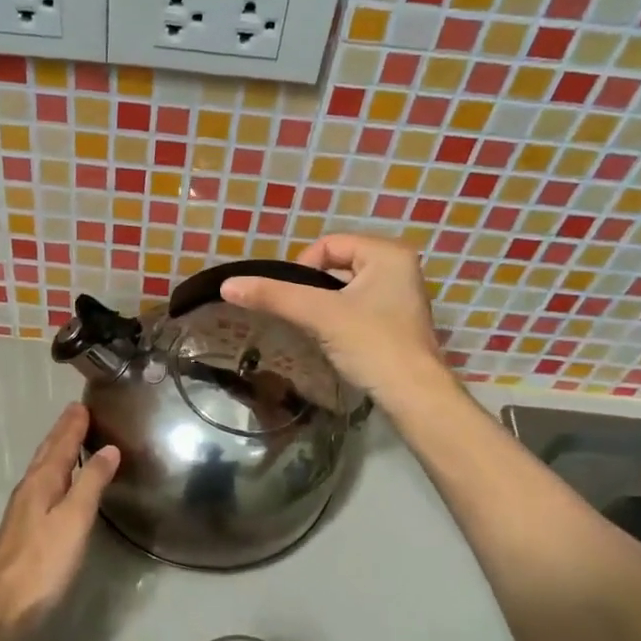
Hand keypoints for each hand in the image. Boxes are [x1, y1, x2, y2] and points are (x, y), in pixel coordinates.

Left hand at [0, 405, 119, 633]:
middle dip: (62, 432)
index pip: (60, 444)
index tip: (82, 404)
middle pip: (48, 453)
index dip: (72, 425)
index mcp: (41, 482)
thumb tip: (109, 449)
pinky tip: (59, 484)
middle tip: (76, 413)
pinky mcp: (24, 530)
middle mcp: (29, 490)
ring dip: (57, 451)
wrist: (4, 608)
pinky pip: (43, 486)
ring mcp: (23, 511)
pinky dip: (55, 473)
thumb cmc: (44, 562)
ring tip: (70, 439)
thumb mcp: (75, 519)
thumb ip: (92, 483)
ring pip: (43, 469)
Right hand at [221, 234, 443, 400]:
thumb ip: (274, 296)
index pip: (328, 244)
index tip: (296, 300)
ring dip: (325, 306)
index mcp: (387, 252)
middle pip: (336, 265)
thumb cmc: (372, 344)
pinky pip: (357, 307)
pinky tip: (334, 340)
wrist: (413, 395)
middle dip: (314, 288)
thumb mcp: (319, 315)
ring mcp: (400, 295)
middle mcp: (399, 266)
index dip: (303, 268)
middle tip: (305, 316)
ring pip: (344, 289)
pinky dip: (340, 319)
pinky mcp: (396, 322)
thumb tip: (227, 285)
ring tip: (317, 329)